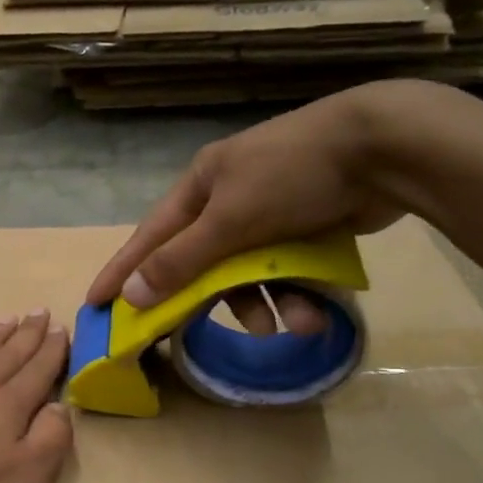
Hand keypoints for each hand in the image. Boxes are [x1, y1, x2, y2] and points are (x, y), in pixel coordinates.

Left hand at [0, 311, 72, 482]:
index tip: (62, 328)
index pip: (37, 373)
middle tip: (39, 311)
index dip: (52, 352)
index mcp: (7, 409)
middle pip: (7, 357)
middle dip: (27, 335)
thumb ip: (50, 440)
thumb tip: (60, 406)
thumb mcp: (25, 480)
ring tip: (5, 318)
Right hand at [86, 83, 426, 335]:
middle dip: (213, 300)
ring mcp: (269, 213)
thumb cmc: (292, 175)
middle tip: (192, 335)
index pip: (150, 237)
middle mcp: (229, 199)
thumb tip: (133, 294)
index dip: (123, 270)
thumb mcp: (230, 219)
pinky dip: (298, 293)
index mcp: (201, 186)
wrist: (386, 147)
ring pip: (251, 273)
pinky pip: (286, 271)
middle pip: (202, 263)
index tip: (97, 302)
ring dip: (270, 303)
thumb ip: (181, 260)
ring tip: (298, 325)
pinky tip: (318, 312)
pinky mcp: (306, 227)